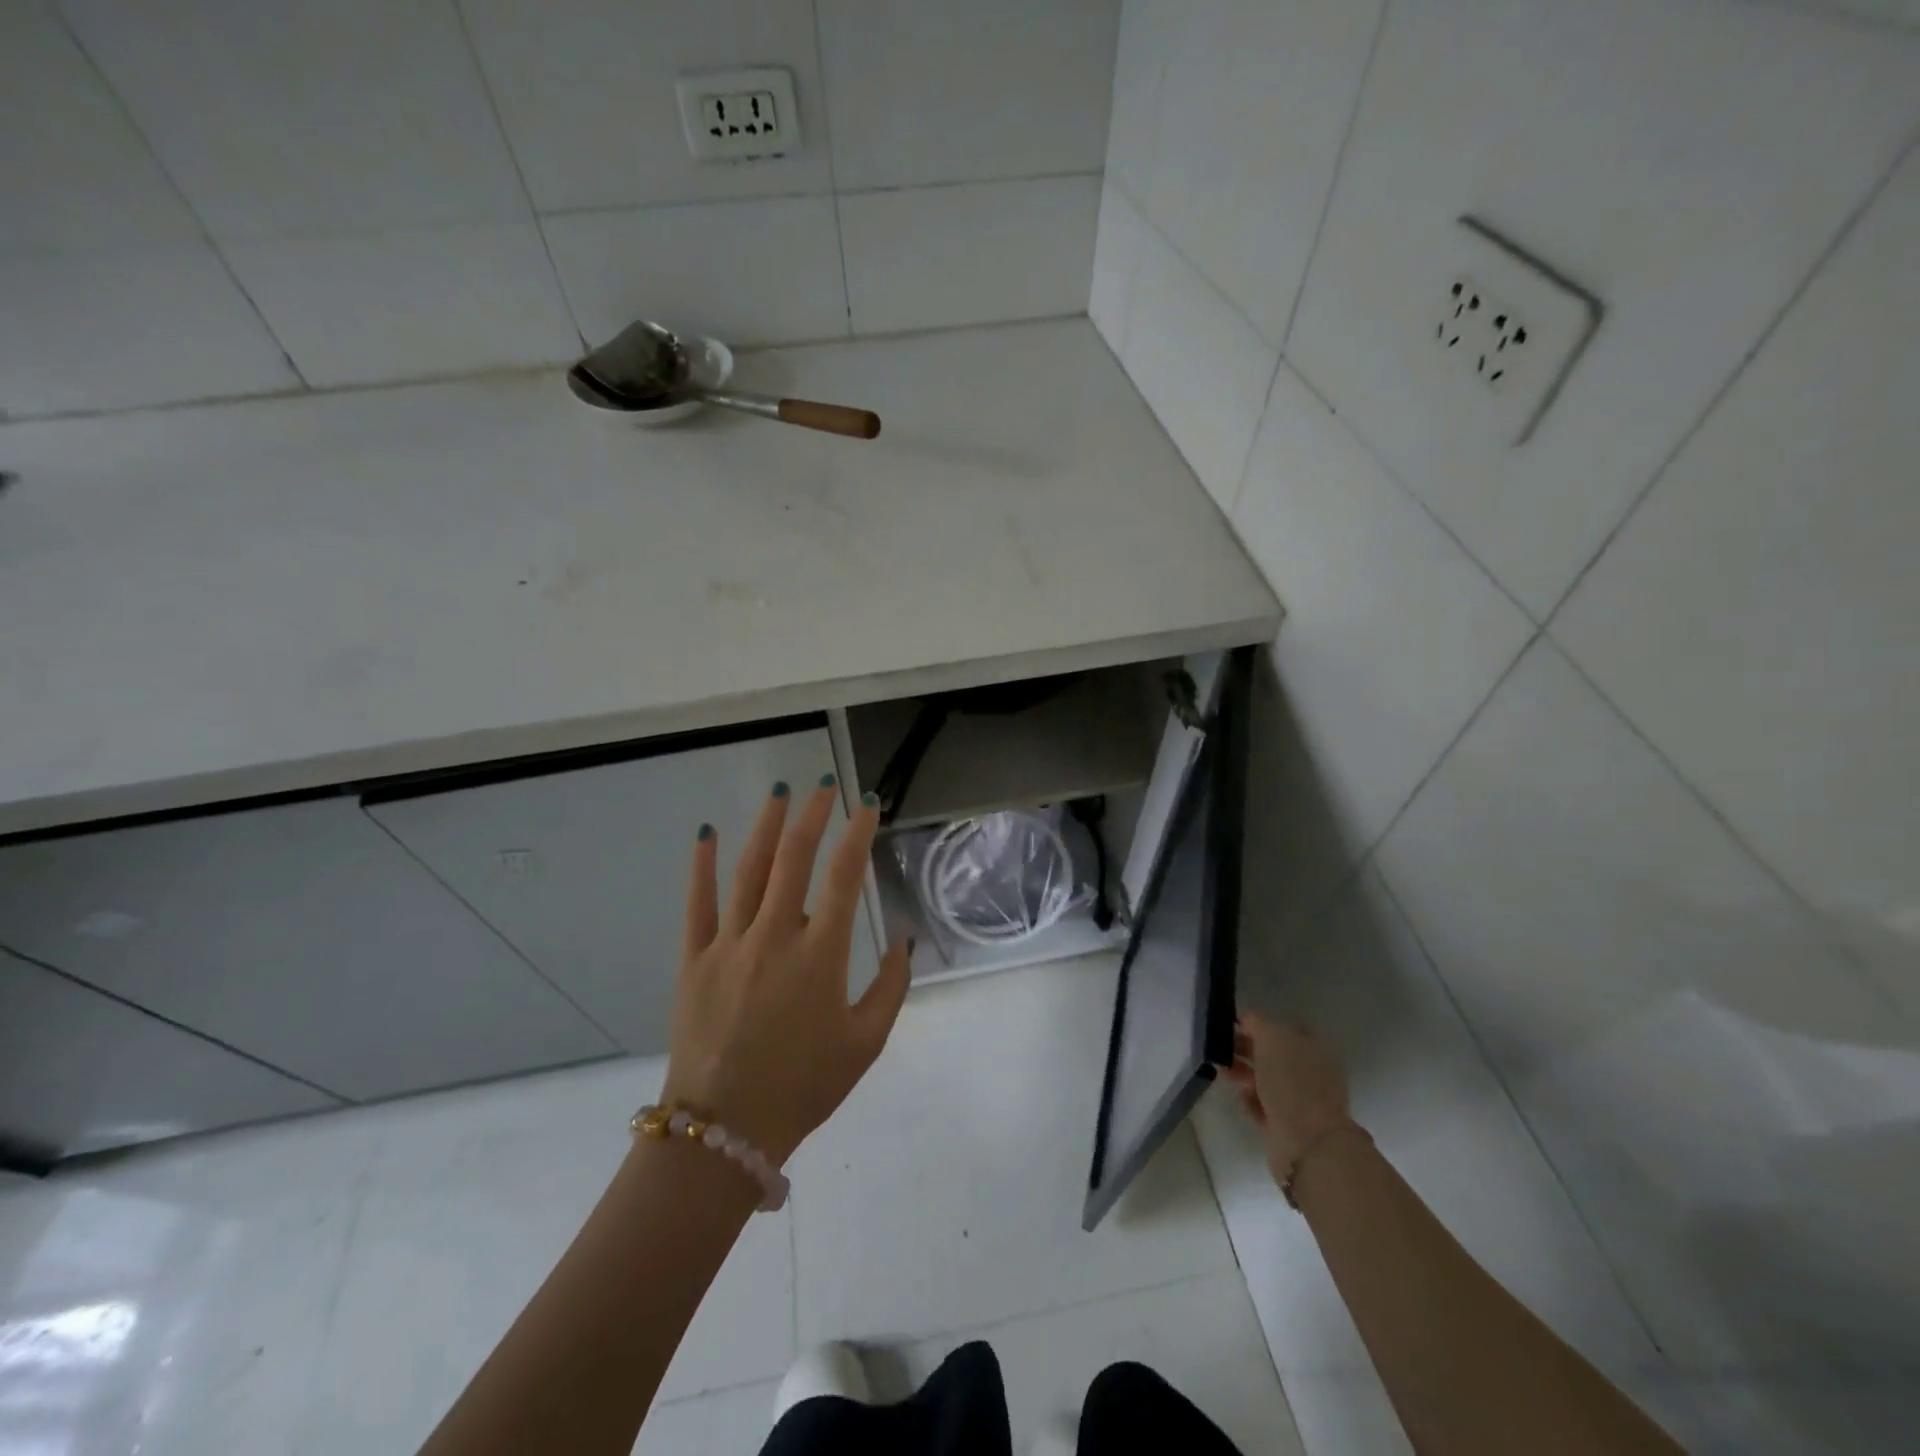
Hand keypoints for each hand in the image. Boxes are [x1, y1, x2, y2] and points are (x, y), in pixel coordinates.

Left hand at [662, 780, 909, 1166]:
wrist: (725, 1132)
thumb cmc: (804, 1087)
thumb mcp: (866, 1043)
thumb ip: (891, 987)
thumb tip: (904, 941)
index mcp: (821, 956)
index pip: (845, 877)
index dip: (859, 833)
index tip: (868, 805)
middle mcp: (775, 937)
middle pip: (794, 859)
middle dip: (813, 815)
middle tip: (823, 786)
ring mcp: (729, 945)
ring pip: (749, 870)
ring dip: (766, 826)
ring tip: (779, 791)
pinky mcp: (694, 960)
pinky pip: (698, 904)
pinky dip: (702, 865)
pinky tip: (707, 832)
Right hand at [1226, 1011, 1357, 1182]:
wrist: (1307, 1143)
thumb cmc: (1291, 1082)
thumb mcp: (1272, 1039)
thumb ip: (1257, 1023)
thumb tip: (1246, 1018)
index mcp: (1313, 1047)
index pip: (1282, 1027)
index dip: (1257, 1024)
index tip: (1232, 1026)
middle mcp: (1309, 1071)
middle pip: (1273, 1054)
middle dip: (1246, 1048)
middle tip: (1221, 1048)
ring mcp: (1299, 1099)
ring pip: (1265, 1078)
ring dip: (1243, 1073)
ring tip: (1223, 1071)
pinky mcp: (1286, 1123)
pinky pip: (1263, 1104)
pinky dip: (1251, 1099)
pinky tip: (1242, 1096)